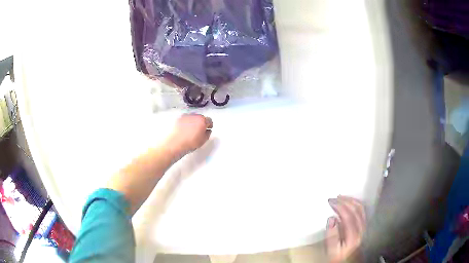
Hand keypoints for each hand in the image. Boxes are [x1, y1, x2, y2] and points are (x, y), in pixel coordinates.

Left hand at [167, 114, 212, 154]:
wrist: (176, 143)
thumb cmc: (190, 143)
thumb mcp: (203, 140)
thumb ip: (207, 134)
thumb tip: (207, 131)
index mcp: (202, 121)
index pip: (209, 120)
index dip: (209, 125)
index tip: (208, 128)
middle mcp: (195, 116)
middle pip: (201, 117)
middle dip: (201, 123)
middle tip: (200, 130)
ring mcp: (186, 116)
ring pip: (193, 118)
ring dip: (194, 122)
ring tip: (192, 130)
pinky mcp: (179, 119)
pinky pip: (186, 119)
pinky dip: (187, 123)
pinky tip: (185, 129)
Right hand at [326, 196, 365, 262]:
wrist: (348, 261)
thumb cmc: (338, 256)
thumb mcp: (331, 250)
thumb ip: (331, 236)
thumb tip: (331, 218)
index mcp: (353, 236)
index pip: (348, 216)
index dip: (340, 206)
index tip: (331, 201)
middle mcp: (362, 230)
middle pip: (356, 210)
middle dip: (345, 201)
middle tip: (334, 198)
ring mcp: (364, 227)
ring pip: (361, 209)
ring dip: (351, 200)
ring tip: (341, 197)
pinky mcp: (364, 226)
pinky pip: (362, 211)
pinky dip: (356, 203)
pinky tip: (349, 202)